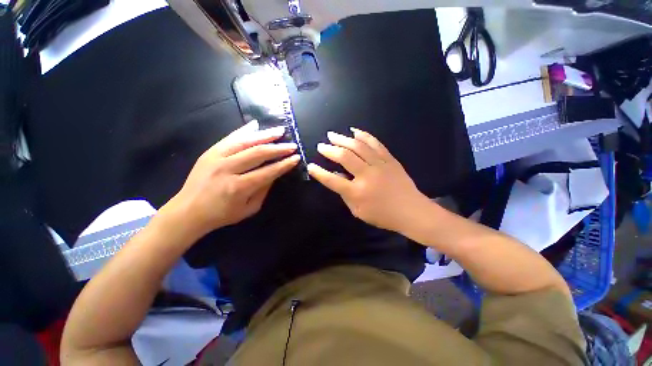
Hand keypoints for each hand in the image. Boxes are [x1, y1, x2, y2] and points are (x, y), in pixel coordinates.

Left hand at [164, 121, 299, 238]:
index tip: (296, 158)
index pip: (268, 172)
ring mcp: (216, 158)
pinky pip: (230, 138)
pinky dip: (244, 130)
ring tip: (280, 131)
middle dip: (279, 148)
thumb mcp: (249, 209)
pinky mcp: (209, 152)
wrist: (188, 211)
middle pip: (258, 153)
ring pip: (245, 142)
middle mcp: (228, 169)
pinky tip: (256, 125)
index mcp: (239, 187)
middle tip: (292, 145)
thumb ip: (264, 190)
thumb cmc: (222, 214)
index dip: (284, 164)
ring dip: (265, 135)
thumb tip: (275, 173)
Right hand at [307, 128, 431, 234]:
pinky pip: (375, 143)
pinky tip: (355, 131)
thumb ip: (345, 195)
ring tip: (332, 135)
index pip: (332, 180)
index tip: (310, 166)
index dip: (319, 172)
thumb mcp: (358, 211)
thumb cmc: (383, 215)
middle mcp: (367, 175)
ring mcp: (379, 165)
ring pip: (358, 146)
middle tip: (321, 145)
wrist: (411, 210)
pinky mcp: (389, 159)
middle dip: (330, 150)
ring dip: (343, 139)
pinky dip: (364, 135)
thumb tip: (338, 177)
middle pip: (344, 157)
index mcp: (357, 192)